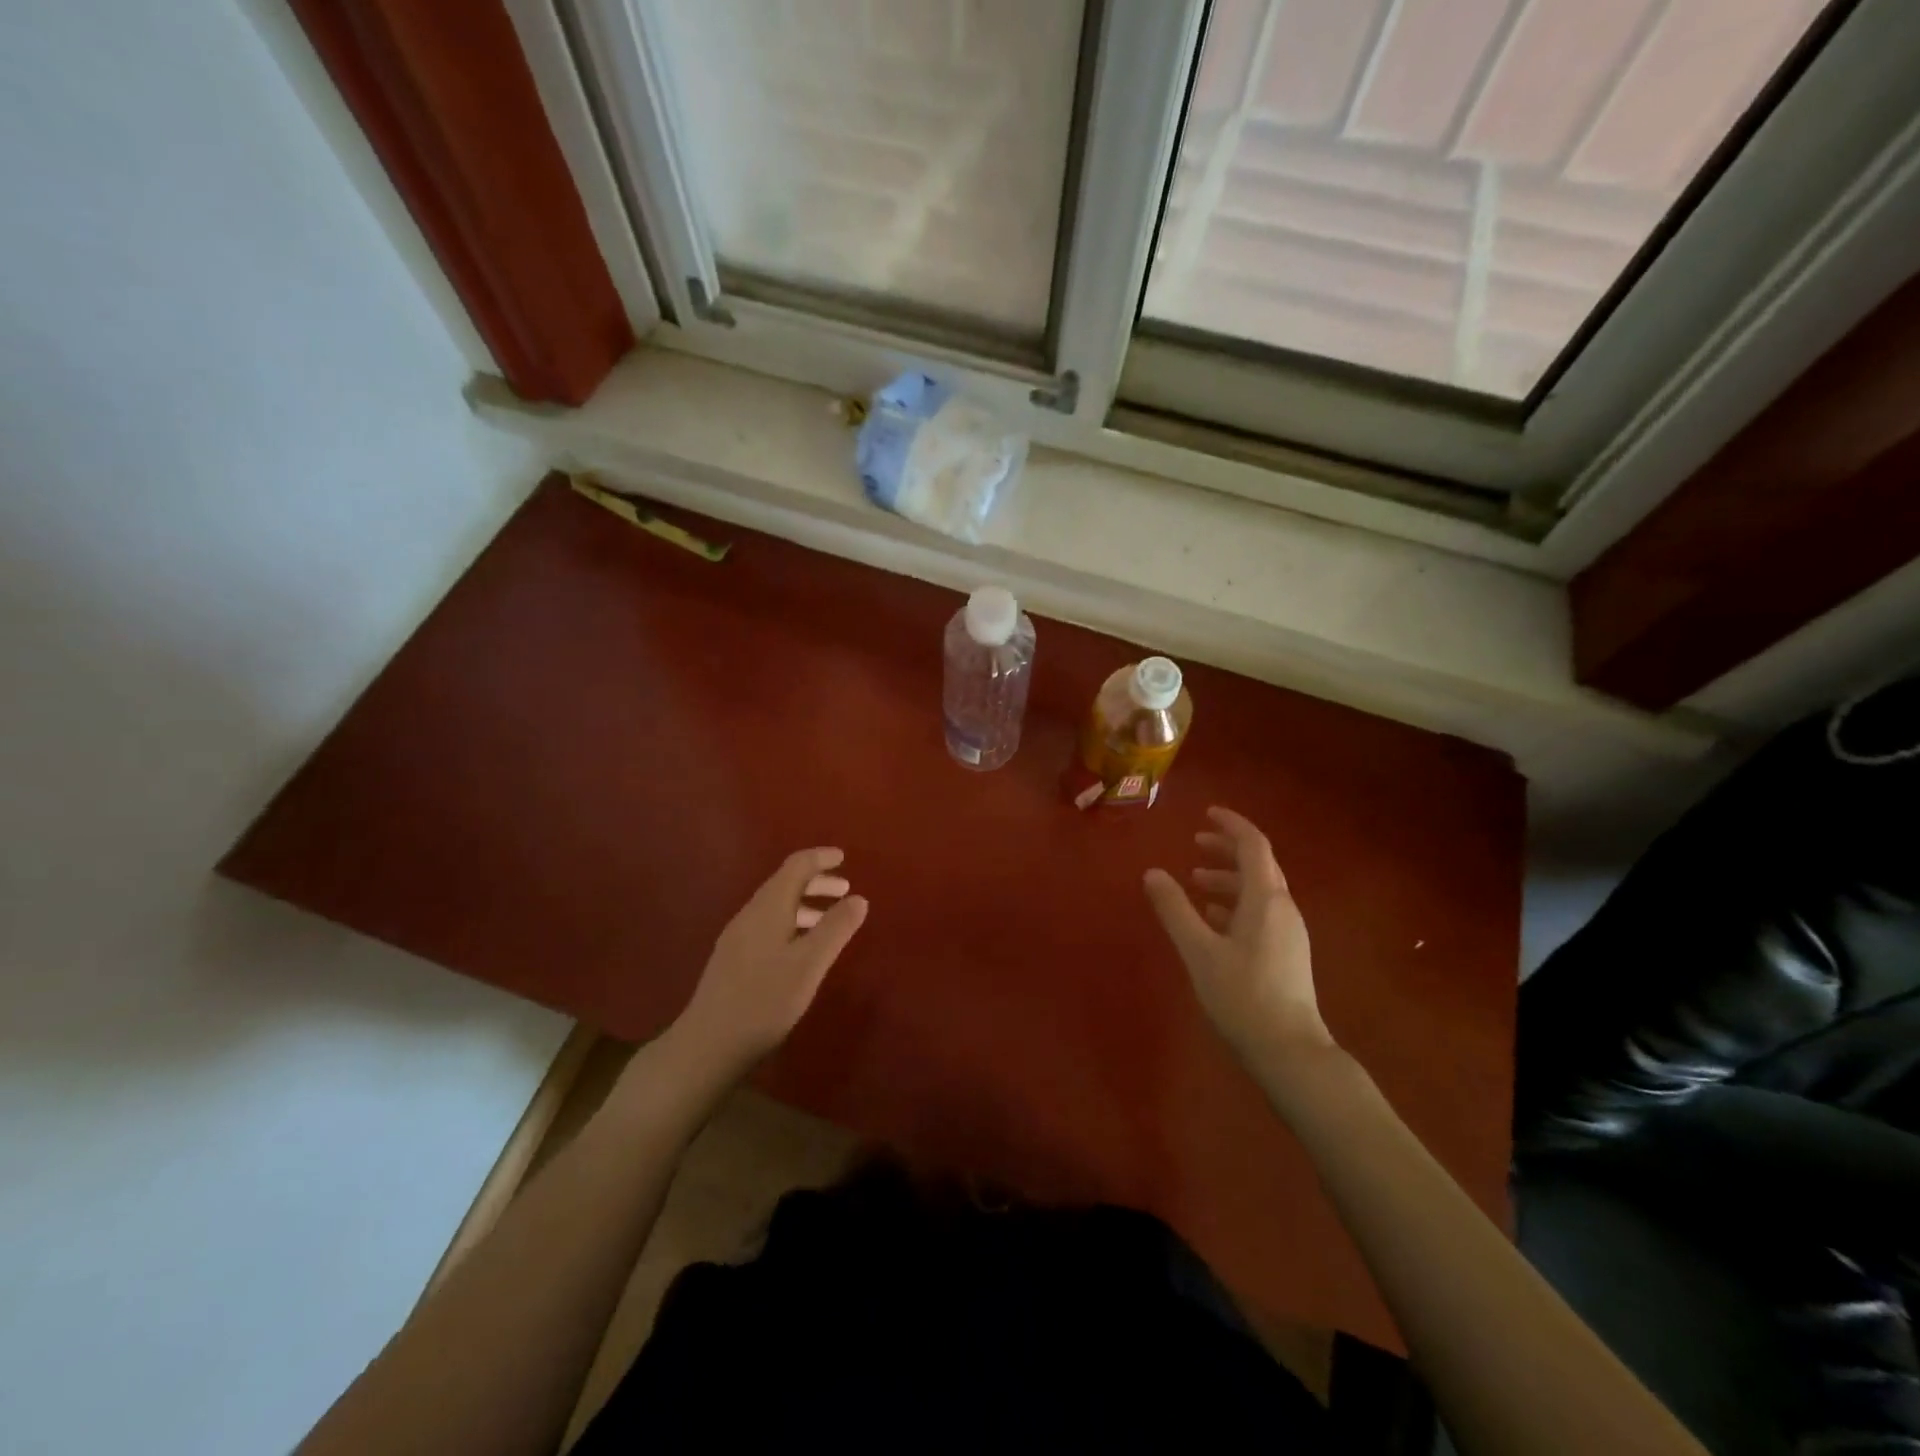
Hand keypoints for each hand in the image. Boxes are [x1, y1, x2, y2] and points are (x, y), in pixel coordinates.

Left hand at [676, 848, 868, 1073]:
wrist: (708, 1044)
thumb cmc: (764, 1000)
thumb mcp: (809, 964)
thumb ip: (836, 929)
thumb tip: (858, 898)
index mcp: (769, 907)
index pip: (796, 866)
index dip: (821, 858)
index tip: (844, 858)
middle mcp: (750, 914)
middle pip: (785, 884)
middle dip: (817, 882)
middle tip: (846, 891)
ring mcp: (738, 938)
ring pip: (777, 907)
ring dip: (806, 905)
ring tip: (831, 922)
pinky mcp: (733, 960)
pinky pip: (769, 926)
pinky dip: (793, 923)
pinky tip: (802, 950)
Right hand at [1144, 807, 1333, 1072]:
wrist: (1289, 1051)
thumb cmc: (1242, 995)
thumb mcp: (1199, 951)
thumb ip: (1175, 909)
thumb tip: (1152, 873)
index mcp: (1266, 899)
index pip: (1253, 845)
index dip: (1231, 825)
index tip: (1206, 814)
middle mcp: (1283, 908)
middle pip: (1258, 865)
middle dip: (1227, 850)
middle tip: (1195, 843)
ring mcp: (1288, 932)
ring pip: (1258, 890)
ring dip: (1228, 878)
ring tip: (1195, 881)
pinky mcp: (1286, 953)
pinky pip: (1260, 912)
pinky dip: (1235, 904)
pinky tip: (1212, 919)